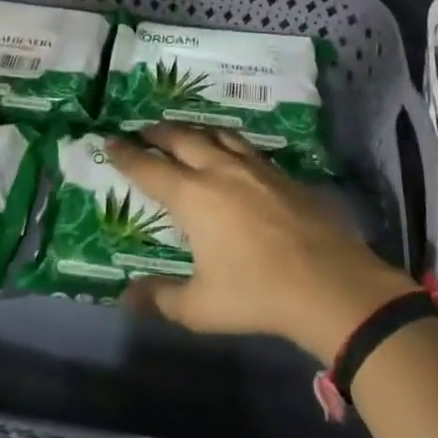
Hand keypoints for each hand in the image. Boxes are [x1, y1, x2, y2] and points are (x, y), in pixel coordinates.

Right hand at [108, 124, 419, 364]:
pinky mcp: (281, 172)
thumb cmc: (257, 293)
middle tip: (142, 131)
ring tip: (183, 133)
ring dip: (193, 129)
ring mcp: (254, 167)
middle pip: (181, 138)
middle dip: (157, 131)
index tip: (109, 140)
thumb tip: (127, 297)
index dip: (126, 154)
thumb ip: (162, 299)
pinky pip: (244, 145)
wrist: (329, 282)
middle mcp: (219, 170)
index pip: (149, 167)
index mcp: (193, 197)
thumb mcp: (202, 307)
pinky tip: (230, 151)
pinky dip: (226, 140)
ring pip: (216, 133)